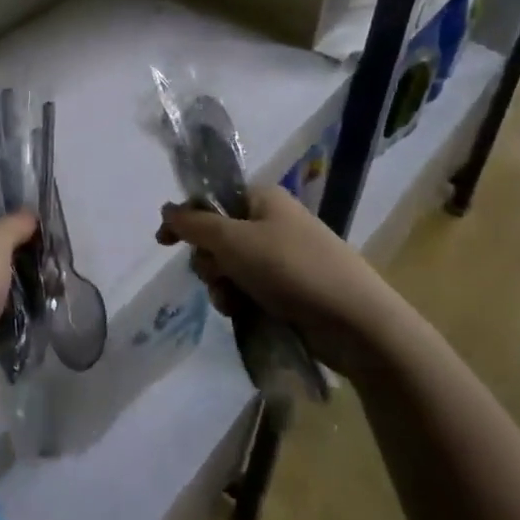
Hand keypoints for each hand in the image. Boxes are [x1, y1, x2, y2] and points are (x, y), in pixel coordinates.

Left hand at [0, 200, 36, 432]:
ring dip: (29, 278)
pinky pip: (6, 311)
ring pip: (2, 278)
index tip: (34, 205)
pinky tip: (52, 304)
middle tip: (58, 243)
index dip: (0, 201)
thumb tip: (28, 214)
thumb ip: (13, 225)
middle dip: (24, 242)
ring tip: (61, 277)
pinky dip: (26, 309)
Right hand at [157, 185, 388, 362]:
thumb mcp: (233, 240)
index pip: (210, 200)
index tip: (163, 242)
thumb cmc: (291, 269)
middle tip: (218, 276)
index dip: (185, 219)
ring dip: (222, 285)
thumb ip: (194, 223)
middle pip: (217, 236)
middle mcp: (271, 221)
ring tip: (233, 303)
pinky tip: (243, 314)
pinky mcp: (290, 288)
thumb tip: (166, 208)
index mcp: (261, 198)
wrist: (356, 321)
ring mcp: (282, 256)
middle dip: (208, 261)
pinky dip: (241, 300)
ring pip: (230, 267)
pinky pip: (250, 288)